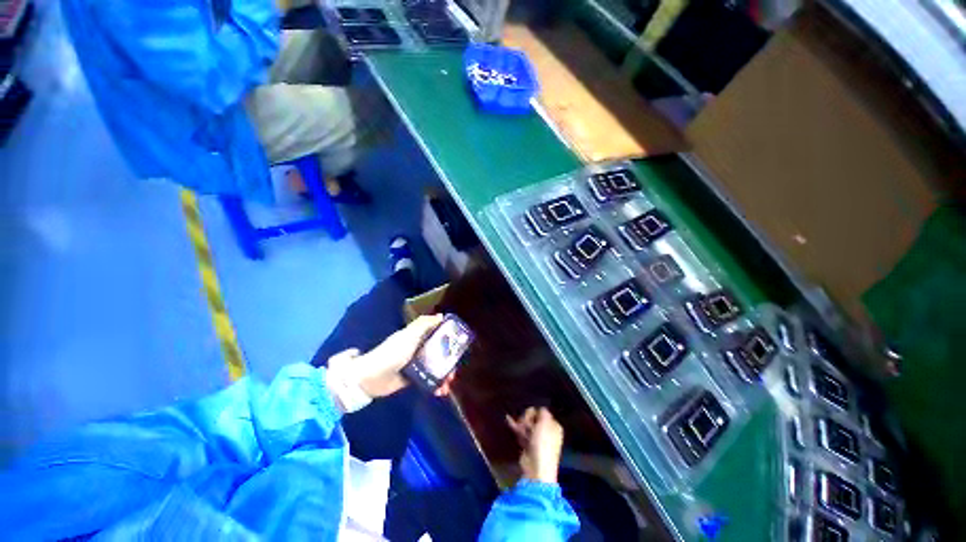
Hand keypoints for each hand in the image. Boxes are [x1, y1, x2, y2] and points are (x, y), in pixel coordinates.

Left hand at [329, 315, 444, 398]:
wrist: (371, 377)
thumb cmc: (392, 353)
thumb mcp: (408, 335)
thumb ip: (424, 324)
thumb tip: (441, 316)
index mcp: (418, 337)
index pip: (437, 334)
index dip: (449, 339)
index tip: (459, 345)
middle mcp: (418, 349)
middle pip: (439, 353)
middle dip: (449, 361)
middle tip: (455, 370)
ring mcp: (416, 364)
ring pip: (436, 367)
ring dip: (444, 375)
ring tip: (448, 384)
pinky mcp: (413, 379)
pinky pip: (429, 380)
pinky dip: (436, 385)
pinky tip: (440, 391)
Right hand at [506, 407, 563, 483]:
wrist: (536, 468)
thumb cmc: (543, 443)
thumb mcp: (545, 422)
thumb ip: (543, 412)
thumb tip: (539, 408)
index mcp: (554, 426)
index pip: (543, 412)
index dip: (535, 412)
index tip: (531, 416)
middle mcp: (547, 431)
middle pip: (534, 418)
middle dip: (527, 418)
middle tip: (524, 423)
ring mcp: (537, 439)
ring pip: (527, 425)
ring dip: (521, 422)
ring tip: (517, 425)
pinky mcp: (528, 445)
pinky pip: (521, 432)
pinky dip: (515, 427)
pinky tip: (508, 419)